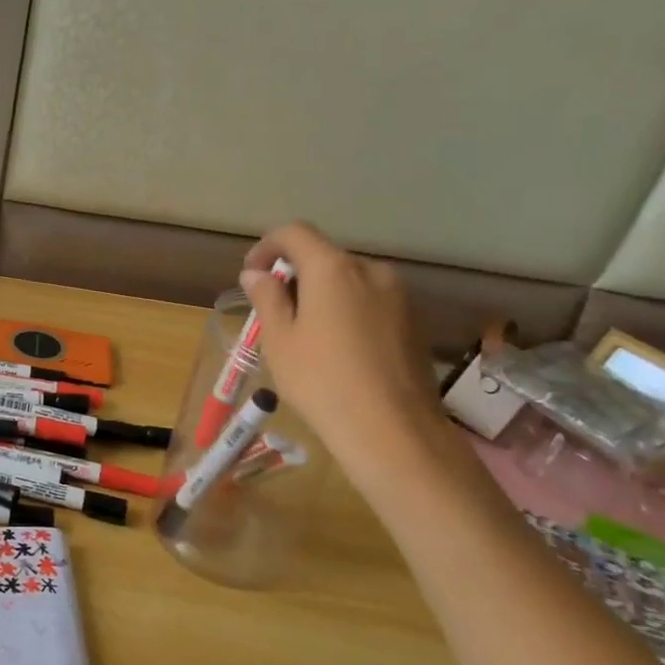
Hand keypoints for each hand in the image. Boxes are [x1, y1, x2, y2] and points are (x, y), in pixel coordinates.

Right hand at [240, 223, 455, 492]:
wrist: (394, 432)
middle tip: (273, 311)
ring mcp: (398, 296)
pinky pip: (369, 302)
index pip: (295, 233)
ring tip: (304, 334)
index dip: (266, 246)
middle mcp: (370, 271)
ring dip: (321, 294)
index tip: (251, 275)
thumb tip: (257, 274)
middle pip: (324, 256)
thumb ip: (267, 298)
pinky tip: (337, 349)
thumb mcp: (279, 340)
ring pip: (348, 280)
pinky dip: (346, 311)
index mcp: (333, 268)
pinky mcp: (413, 322)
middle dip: (294, 274)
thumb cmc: (323, 381)